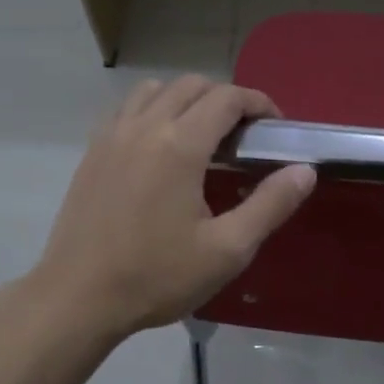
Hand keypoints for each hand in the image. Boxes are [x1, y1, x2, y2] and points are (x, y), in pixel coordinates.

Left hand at [30, 76, 314, 336]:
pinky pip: (127, 109)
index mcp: (180, 145)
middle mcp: (144, 127)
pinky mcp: (92, 152)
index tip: (275, 127)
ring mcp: (112, 136)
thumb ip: (270, 205)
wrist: (79, 297)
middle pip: (192, 85)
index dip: (258, 103)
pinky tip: (160, 148)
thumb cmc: (158, 277)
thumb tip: (304, 171)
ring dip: (186, 99)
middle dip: (225, 99)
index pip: (227, 98)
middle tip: (244, 135)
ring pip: (155, 90)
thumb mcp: (228, 249)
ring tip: (202, 135)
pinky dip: (152, 110)